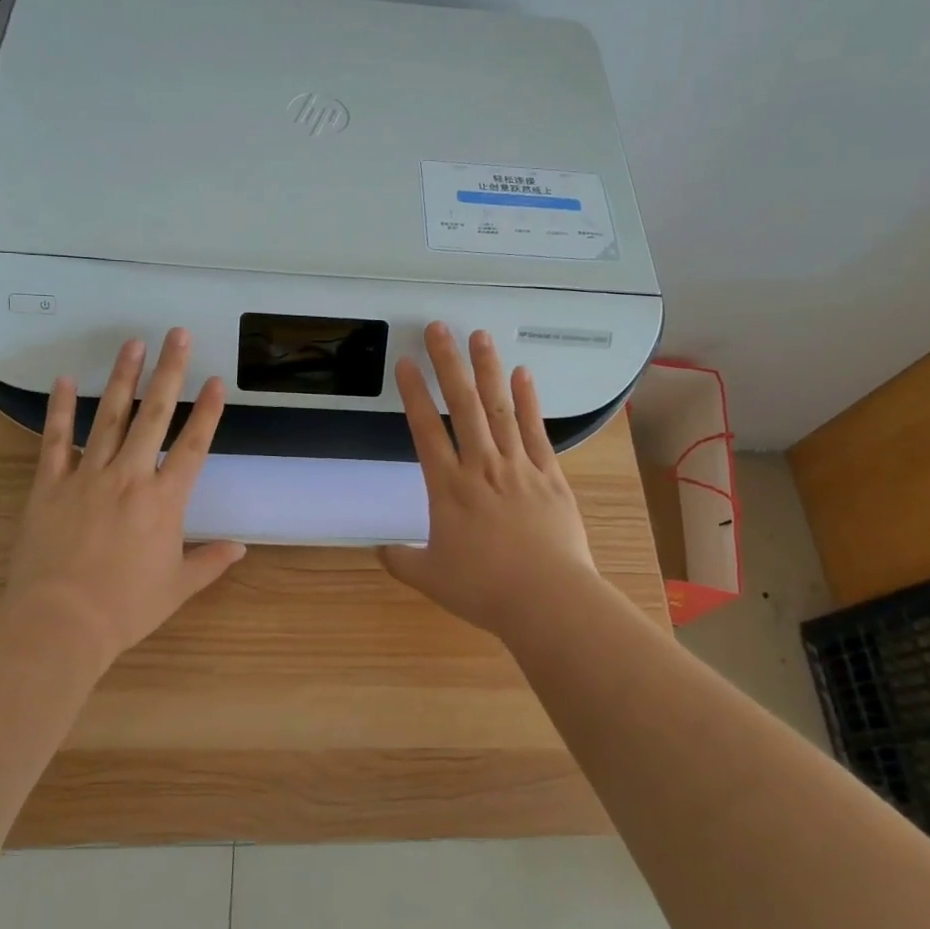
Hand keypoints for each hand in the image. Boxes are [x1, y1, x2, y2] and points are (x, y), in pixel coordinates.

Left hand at [3, 329, 244, 664]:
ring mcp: (87, 476)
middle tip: (177, 335)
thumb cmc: (125, 608)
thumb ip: (210, 562)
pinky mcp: (49, 485)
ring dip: (123, 378)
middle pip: (154, 415)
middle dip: (169, 372)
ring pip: (110, 417)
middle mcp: (130, 477)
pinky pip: (55, 440)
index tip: (216, 380)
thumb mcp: (177, 588)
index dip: (208, 412)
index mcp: (164, 500)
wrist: (60, 623)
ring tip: (134, 344)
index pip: (193, 445)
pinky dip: (61, 409)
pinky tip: (66, 380)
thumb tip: (240, 548)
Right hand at [378, 322, 601, 639]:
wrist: (547, 600)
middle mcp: (481, 466)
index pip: (425, 430)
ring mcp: (519, 467)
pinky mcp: (550, 475)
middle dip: (448, 364)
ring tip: (479, 336)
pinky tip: (523, 373)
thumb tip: (379, 551)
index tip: (406, 363)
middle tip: (439, 328)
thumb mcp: (432, 579)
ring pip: (499, 409)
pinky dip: (529, 401)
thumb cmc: (485, 589)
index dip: (413, 394)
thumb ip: (402, 560)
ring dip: (487, 370)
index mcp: (448, 488)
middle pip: (462, 405)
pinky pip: (536, 431)